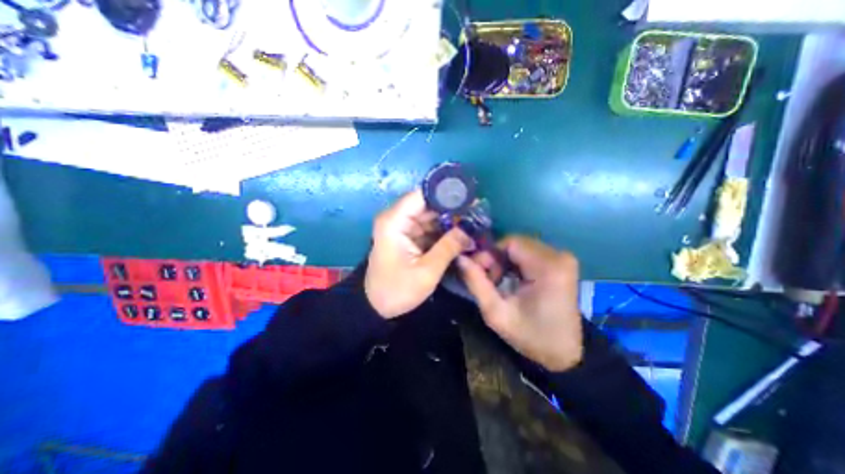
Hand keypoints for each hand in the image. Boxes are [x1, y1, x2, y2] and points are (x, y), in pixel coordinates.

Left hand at [366, 192, 471, 320]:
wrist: (377, 306)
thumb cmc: (397, 290)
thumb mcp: (426, 271)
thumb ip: (448, 247)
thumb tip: (469, 229)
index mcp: (394, 222)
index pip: (421, 195)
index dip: (445, 194)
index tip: (470, 197)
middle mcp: (396, 218)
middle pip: (428, 205)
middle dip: (453, 209)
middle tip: (478, 214)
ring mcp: (402, 227)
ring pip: (431, 216)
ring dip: (450, 221)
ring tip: (474, 224)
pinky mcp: (408, 236)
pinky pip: (429, 228)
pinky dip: (444, 231)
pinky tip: (461, 235)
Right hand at [456, 234, 581, 370]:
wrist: (565, 353)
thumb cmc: (530, 336)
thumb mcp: (496, 313)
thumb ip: (476, 282)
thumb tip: (460, 258)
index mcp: (548, 268)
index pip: (509, 242)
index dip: (489, 254)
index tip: (479, 272)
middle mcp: (559, 256)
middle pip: (515, 243)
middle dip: (496, 258)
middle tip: (489, 281)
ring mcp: (563, 257)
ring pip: (520, 246)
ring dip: (504, 260)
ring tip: (499, 282)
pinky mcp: (562, 261)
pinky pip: (529, 252)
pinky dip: (515, 262)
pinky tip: (511, 279)